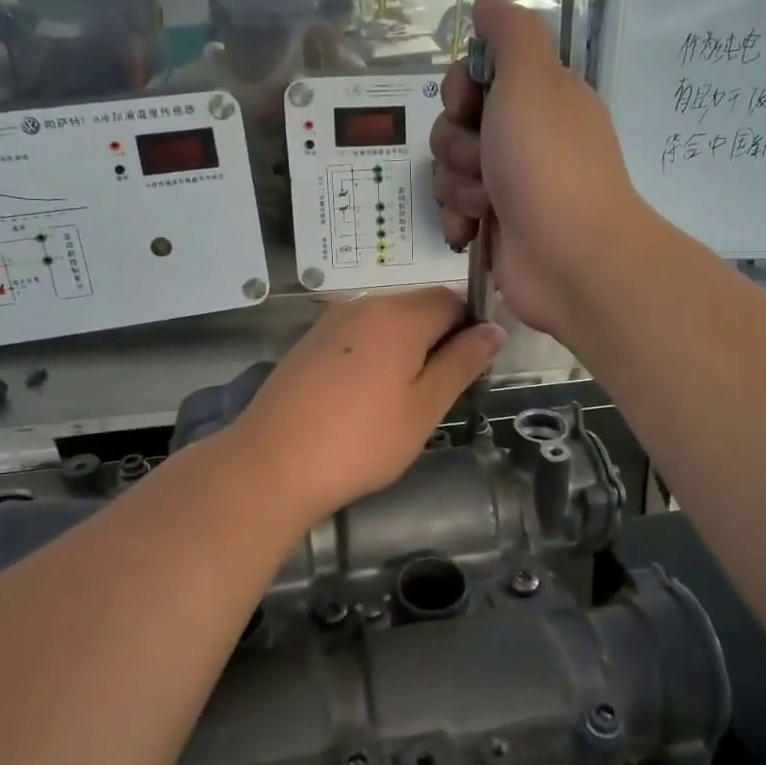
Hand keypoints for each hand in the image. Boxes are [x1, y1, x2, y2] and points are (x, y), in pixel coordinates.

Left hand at [231, 290, 505, 524]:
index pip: (453, 299)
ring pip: (387, 324)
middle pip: (418, 308)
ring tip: (400, 403)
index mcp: (399, 315)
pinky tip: (363, 400)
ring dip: (406, 351)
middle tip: (437, 395)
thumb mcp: (424, 407)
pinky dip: (374, 358)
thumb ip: (462, 363)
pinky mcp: (309, 343)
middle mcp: (364, 305)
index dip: (470, 329)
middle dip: (438, 341)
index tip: (470, 371)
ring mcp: (331, 322)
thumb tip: (495, 330)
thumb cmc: (360, 441)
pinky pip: (358, 338)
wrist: (270, 464)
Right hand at [430, 0, 647, 337]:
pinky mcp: (499, 225)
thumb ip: (510, 32)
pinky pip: (456, 209)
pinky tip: (472, 230)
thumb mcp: (532, 77)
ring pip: (451, 168)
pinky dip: (459, 218)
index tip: (468, 102)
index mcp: (540, 96)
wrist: (570, 257)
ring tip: (486, 202)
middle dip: (457, 142)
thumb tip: (490, 0)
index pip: (478, 74)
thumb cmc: (548, 161)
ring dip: (458, 183)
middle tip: (484, 159)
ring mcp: (513, 184)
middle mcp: (527, 136)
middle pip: (457, 123)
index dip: (461, 86)